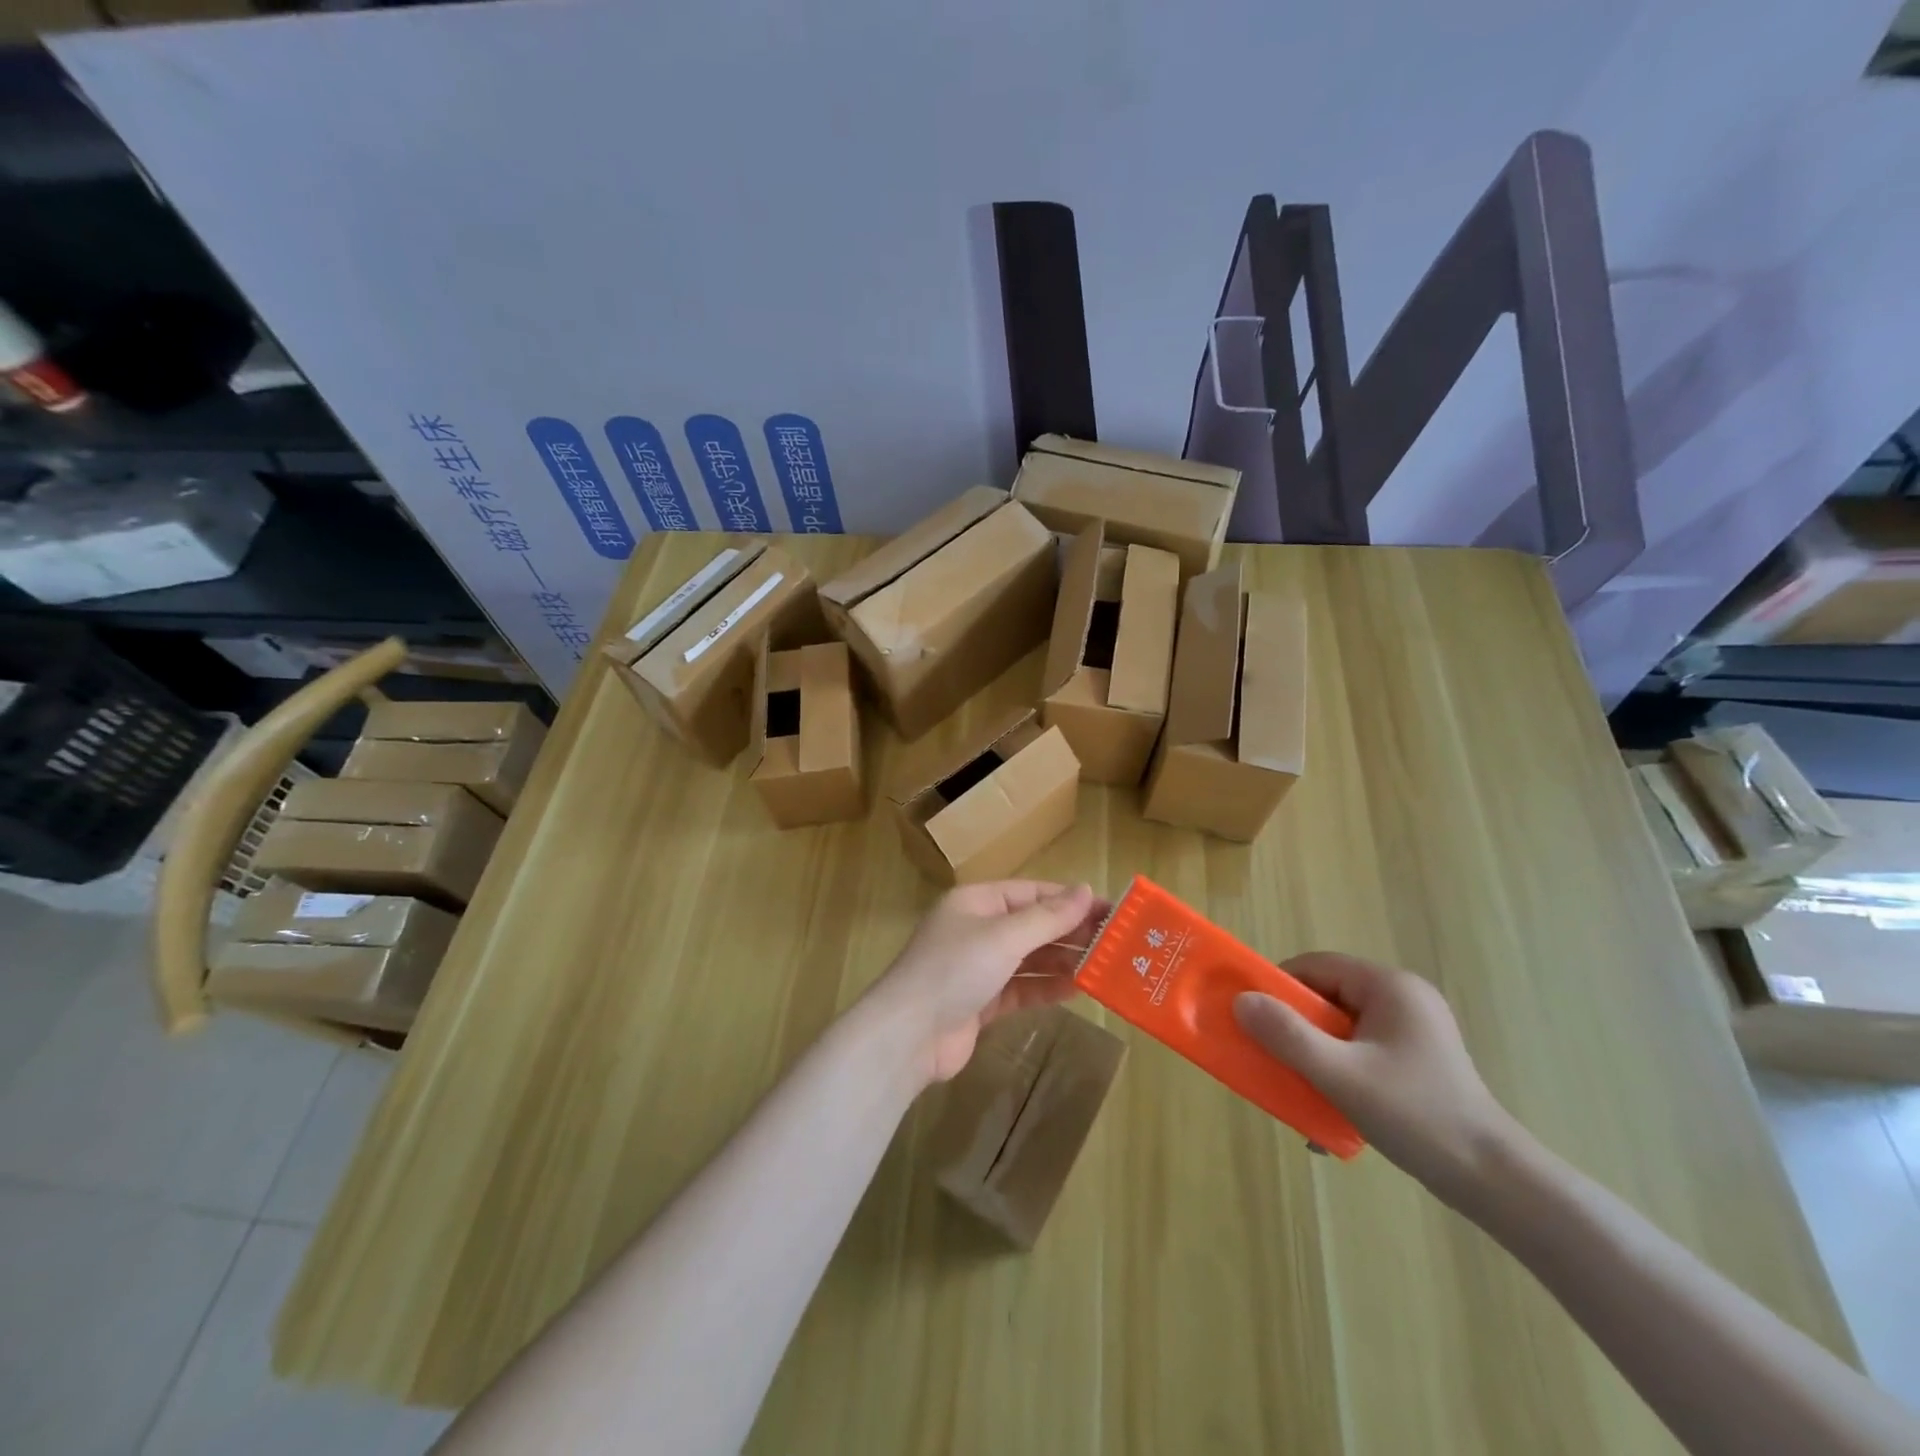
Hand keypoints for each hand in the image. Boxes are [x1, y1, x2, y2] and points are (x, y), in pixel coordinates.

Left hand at [872, 881, 1104, 1084]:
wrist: (909, 1035)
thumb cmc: (955, 969)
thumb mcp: (1004, 936)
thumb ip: (1047, 917)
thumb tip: (1085, 890)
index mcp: (976, 901)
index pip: (1031, 892)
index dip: (1070, 900)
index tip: (1111, 910)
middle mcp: (978, 929)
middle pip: (1032, 925)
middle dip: (1070, 933)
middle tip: (1117, 943)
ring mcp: (979, 967)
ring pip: (1030, 958)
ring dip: (1063, 961)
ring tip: (1105, 966)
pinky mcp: (982, 1001)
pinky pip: (1022, 988)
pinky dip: (1046, 987)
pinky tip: (1077, 989)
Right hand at [1232, 952, 1521, 1195]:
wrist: (1495, 1182)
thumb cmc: (1416, 1116)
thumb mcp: (1340, 1075)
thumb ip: (1287, 1035)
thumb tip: (1240, 1001)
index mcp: (1389, 986)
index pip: (1315, 965)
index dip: (1279, 987)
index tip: (1256, 1020)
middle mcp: (1403, 997)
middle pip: (1327, 996)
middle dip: (1296, 1028)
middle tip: (1276, 1059)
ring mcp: (1414, 1029)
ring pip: (1342, 1027)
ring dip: (1315, 1054)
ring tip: (1303, 1090)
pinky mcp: (1418, 1059)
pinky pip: (1361, 1049)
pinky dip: (1340, 1070)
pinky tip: (1334, 1107)